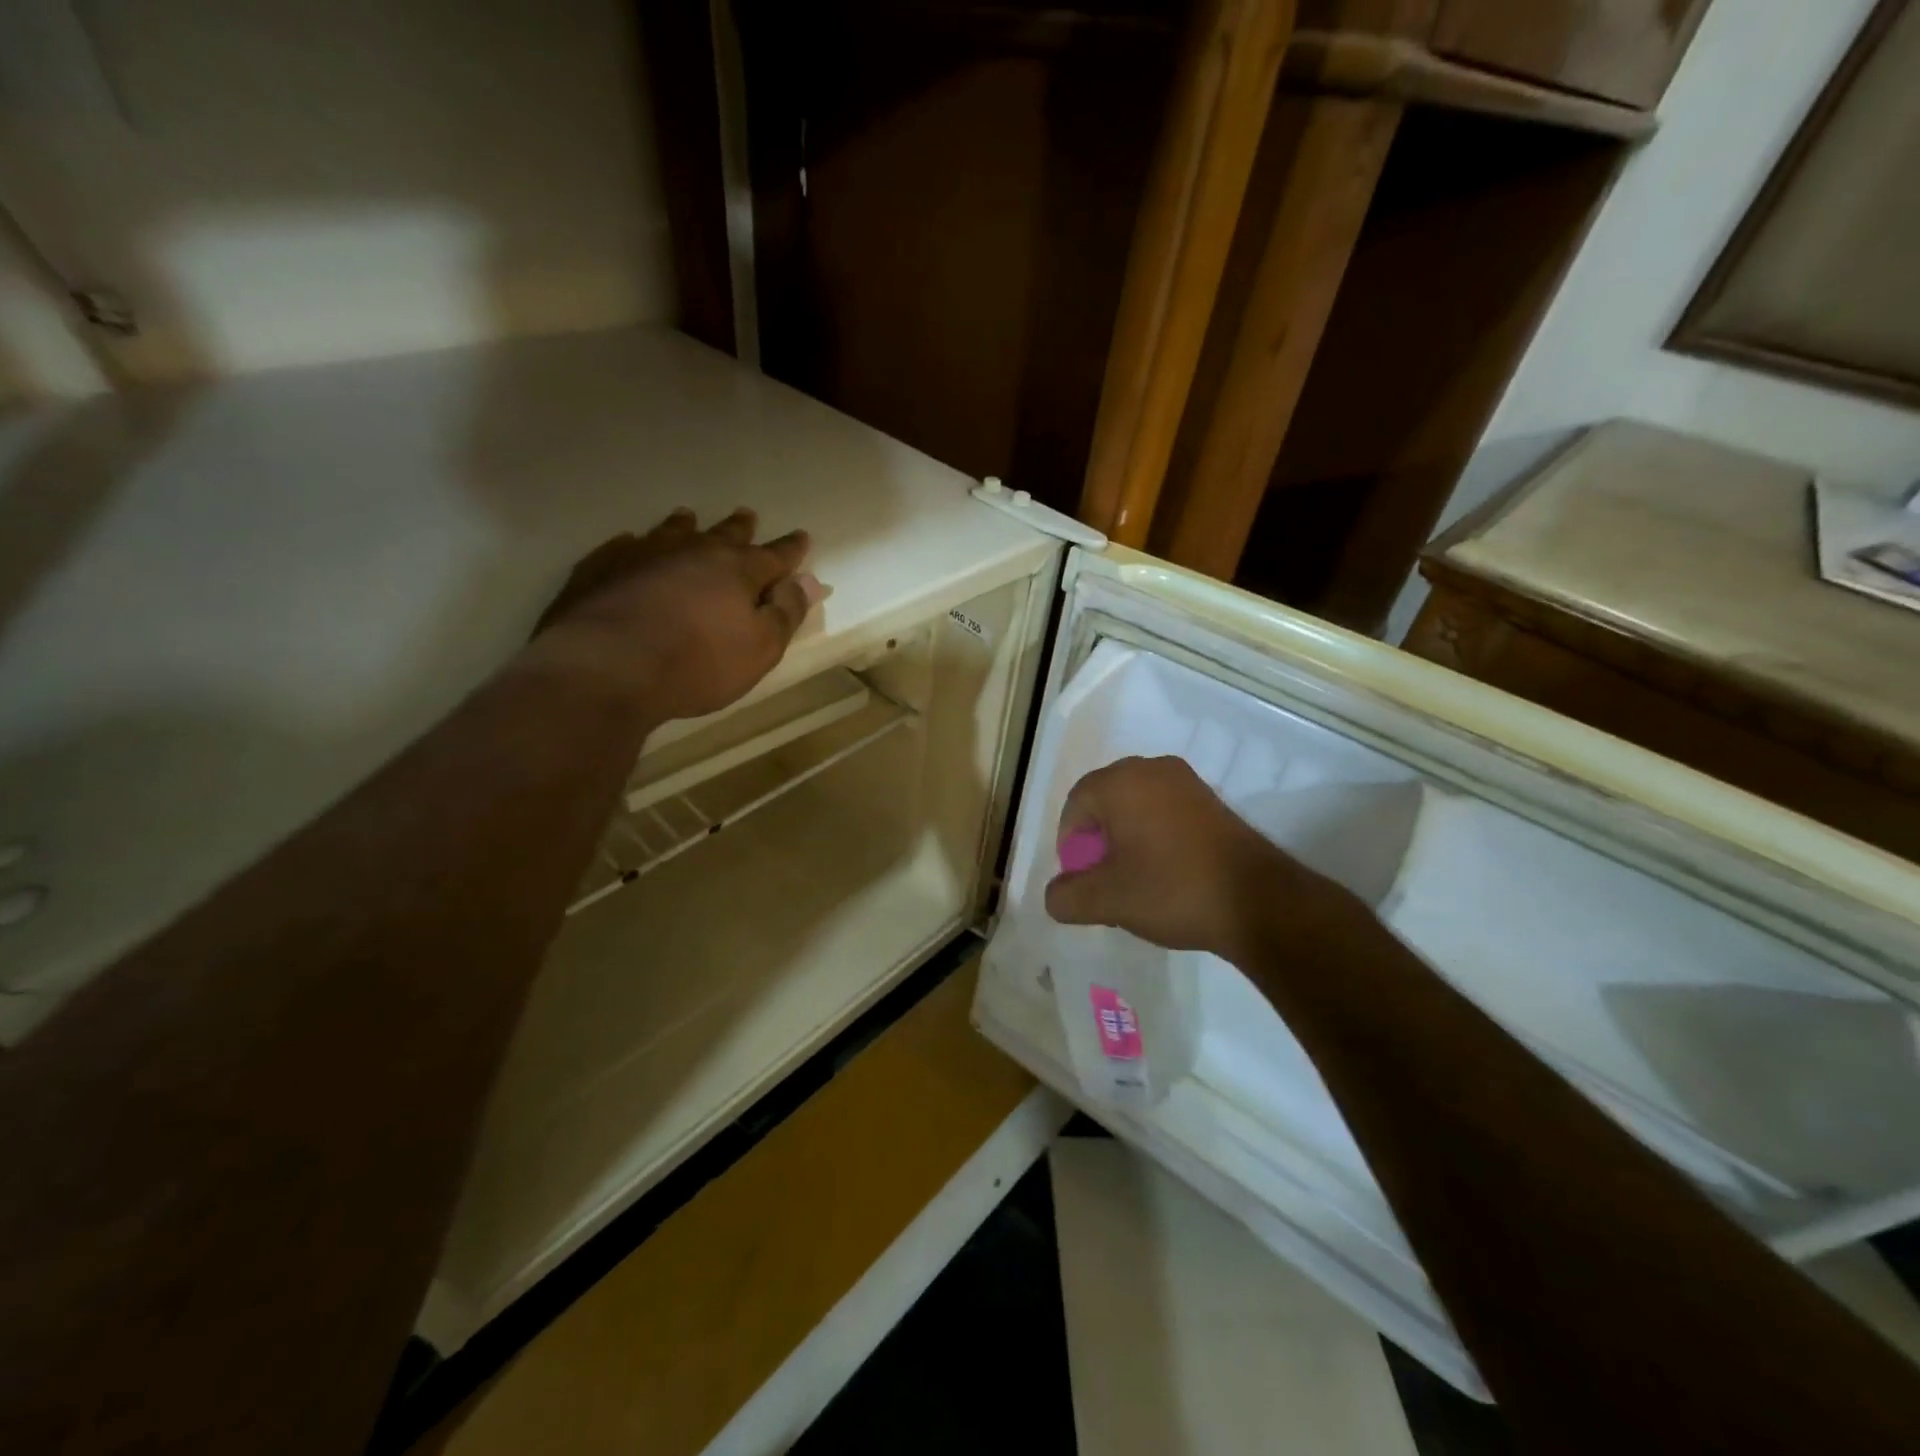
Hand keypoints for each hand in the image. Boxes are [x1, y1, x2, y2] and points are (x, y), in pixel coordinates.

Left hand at [530, 507, 823, 723]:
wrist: (607, 667)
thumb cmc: (697, 663)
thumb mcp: (760, 648)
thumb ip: (786, 612)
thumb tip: (808, 580)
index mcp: (737, 570)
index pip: (774, 556)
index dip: (791, 549)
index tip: (802, 537)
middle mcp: (693, 551)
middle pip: (723, 535)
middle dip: (740, 528)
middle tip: (747, 516)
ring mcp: (643, 554)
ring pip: (671, 532)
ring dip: (685, 526)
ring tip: (688, 517)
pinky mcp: (601, 568)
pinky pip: (623, 547)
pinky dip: (634, 545)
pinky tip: (630, 543)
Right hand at [1045, 756, 1360, 963]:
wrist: (1258, 901)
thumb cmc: (1171, 890)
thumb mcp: (1106, 901)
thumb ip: (1066, 897)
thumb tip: (1056, 894)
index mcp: (1120, 782)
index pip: (1075, 805)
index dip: (1069, 844)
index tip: (1080, 879)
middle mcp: (1152, 769)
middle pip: (1105, 802)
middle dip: (1096, 842)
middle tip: (1102, 881)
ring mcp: (1187, 782)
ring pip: (1136, 807)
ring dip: (1125, 841)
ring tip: (1132, 882)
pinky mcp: (1211, 801)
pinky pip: (1165, 812)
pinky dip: (1154, 837)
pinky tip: (1164, 874)